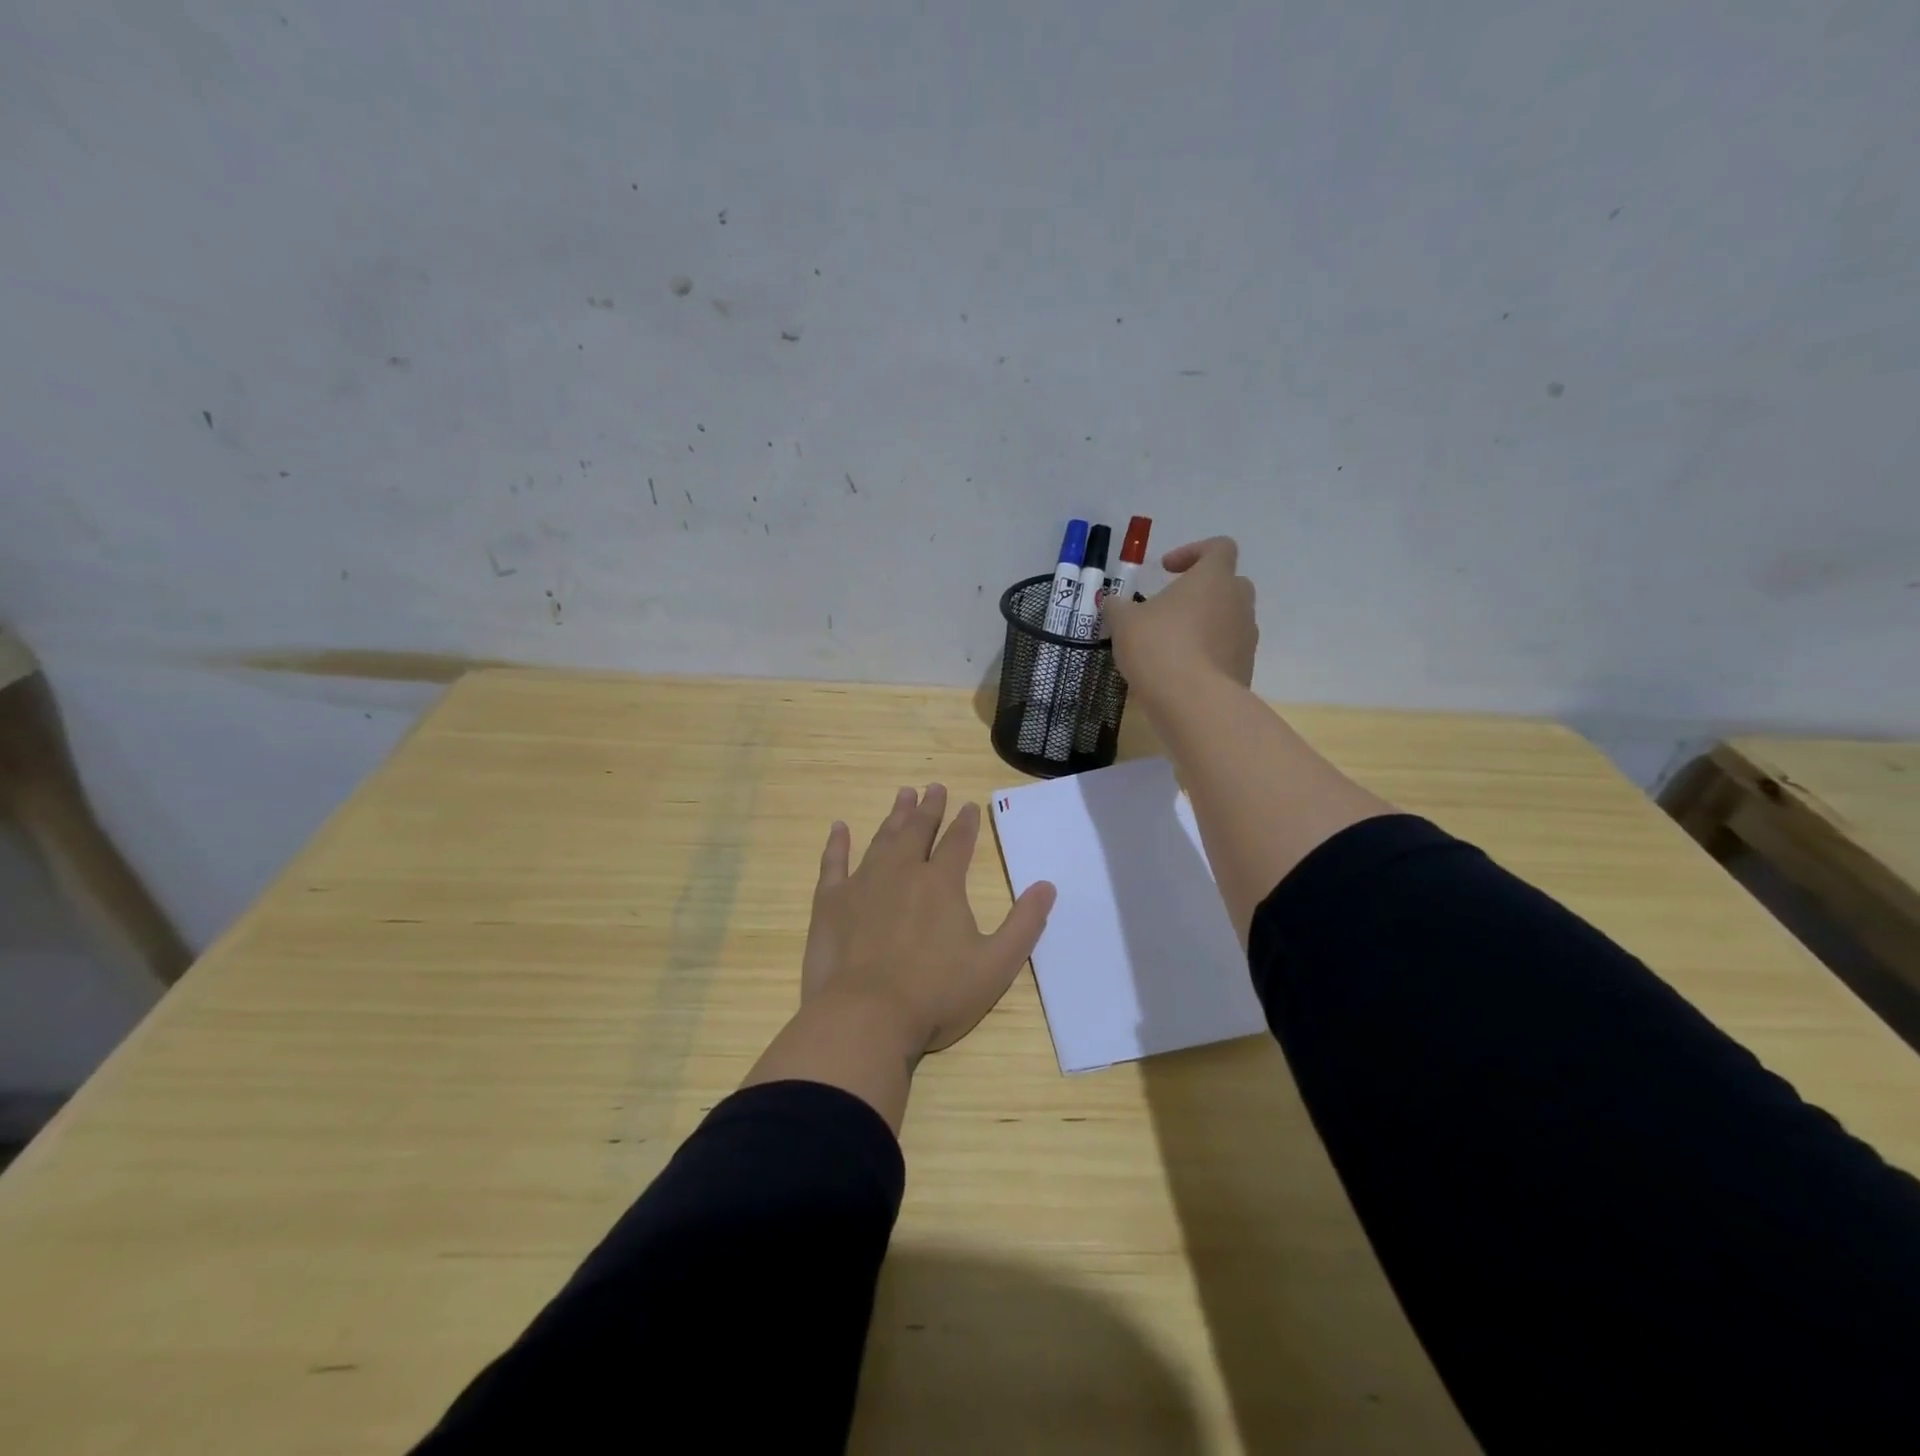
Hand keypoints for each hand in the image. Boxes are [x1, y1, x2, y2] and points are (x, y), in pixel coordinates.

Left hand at [802, 784, 1056, 1055]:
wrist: (865, 1017)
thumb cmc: (936, 995)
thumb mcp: (996, 965)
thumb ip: (1024, 924)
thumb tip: (1048, 886)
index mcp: (942, 884)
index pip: (958, 843)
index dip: (965, 823)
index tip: (968, 805)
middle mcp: (903, 872)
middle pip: (918, 831)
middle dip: (928, 808)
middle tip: (933, 787)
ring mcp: (863, 884)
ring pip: (882, 840)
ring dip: (894, 817)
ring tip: (903, 795)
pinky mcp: (831, 903)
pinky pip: (833, 863)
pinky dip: (837, 844)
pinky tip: (838, 828)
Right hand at [1102, 536, 1257, 696]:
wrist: (1194, 703)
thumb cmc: (1158, 647)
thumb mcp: (1124, 622)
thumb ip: (1118, 606)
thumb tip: (1112, 602)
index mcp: (1213, 578)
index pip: (1219, 547)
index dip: (1193, 552)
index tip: (1166, 570)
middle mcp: (1238, 601)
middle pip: (1229, 583)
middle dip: (1201, 591)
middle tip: (1171, 608)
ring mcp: (1247, 636)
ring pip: (1229, 619)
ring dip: (1205, 624)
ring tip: (1172, 644)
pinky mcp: (1245, 667)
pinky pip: (1227, 651)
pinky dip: (1208, 654)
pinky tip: (1180, 671)